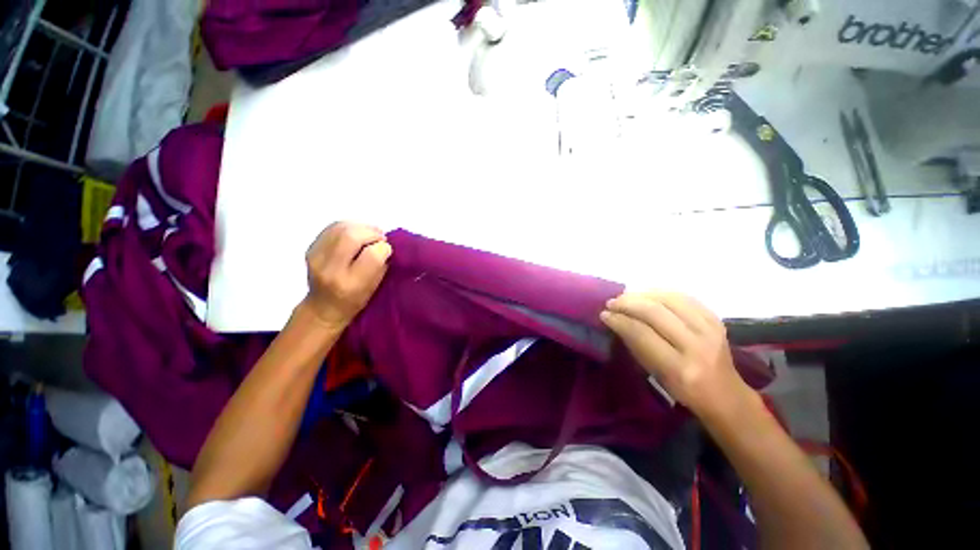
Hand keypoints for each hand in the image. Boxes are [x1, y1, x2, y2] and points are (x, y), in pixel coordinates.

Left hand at [302, 222, 391, 328]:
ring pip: (341, 228)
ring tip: (370, 234)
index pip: (372, 255)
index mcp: (350, 284)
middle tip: (380, 238)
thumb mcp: (374, 288)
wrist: (323, 307)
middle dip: (372, 233)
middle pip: (352, 236)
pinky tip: (357, 232)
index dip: (383, 248)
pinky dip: (349, 226)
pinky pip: (332, 227)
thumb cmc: (355, 300)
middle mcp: (330, 269)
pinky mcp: (311, 248)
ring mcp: (316, 257)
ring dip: (361, 227)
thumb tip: (384, 244)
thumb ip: (381, 265)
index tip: (387, 249)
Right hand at [600, 291, 751, 415]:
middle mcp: (697, 346)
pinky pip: (683, 297)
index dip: (620, 320)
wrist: (725, 393)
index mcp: (680, 368)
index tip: (604, 314)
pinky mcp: (716, 319)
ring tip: (626, 296)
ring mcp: (710, 329)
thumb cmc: (683, 390)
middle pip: (655, 312)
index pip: (642, 334)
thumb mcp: (654, 374)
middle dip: (627, 303)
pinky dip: (660, 293)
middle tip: (612, 303)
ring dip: (641, 294)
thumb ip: (635, 345)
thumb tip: (614, 319)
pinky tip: (647, 295)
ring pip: (669, 299)